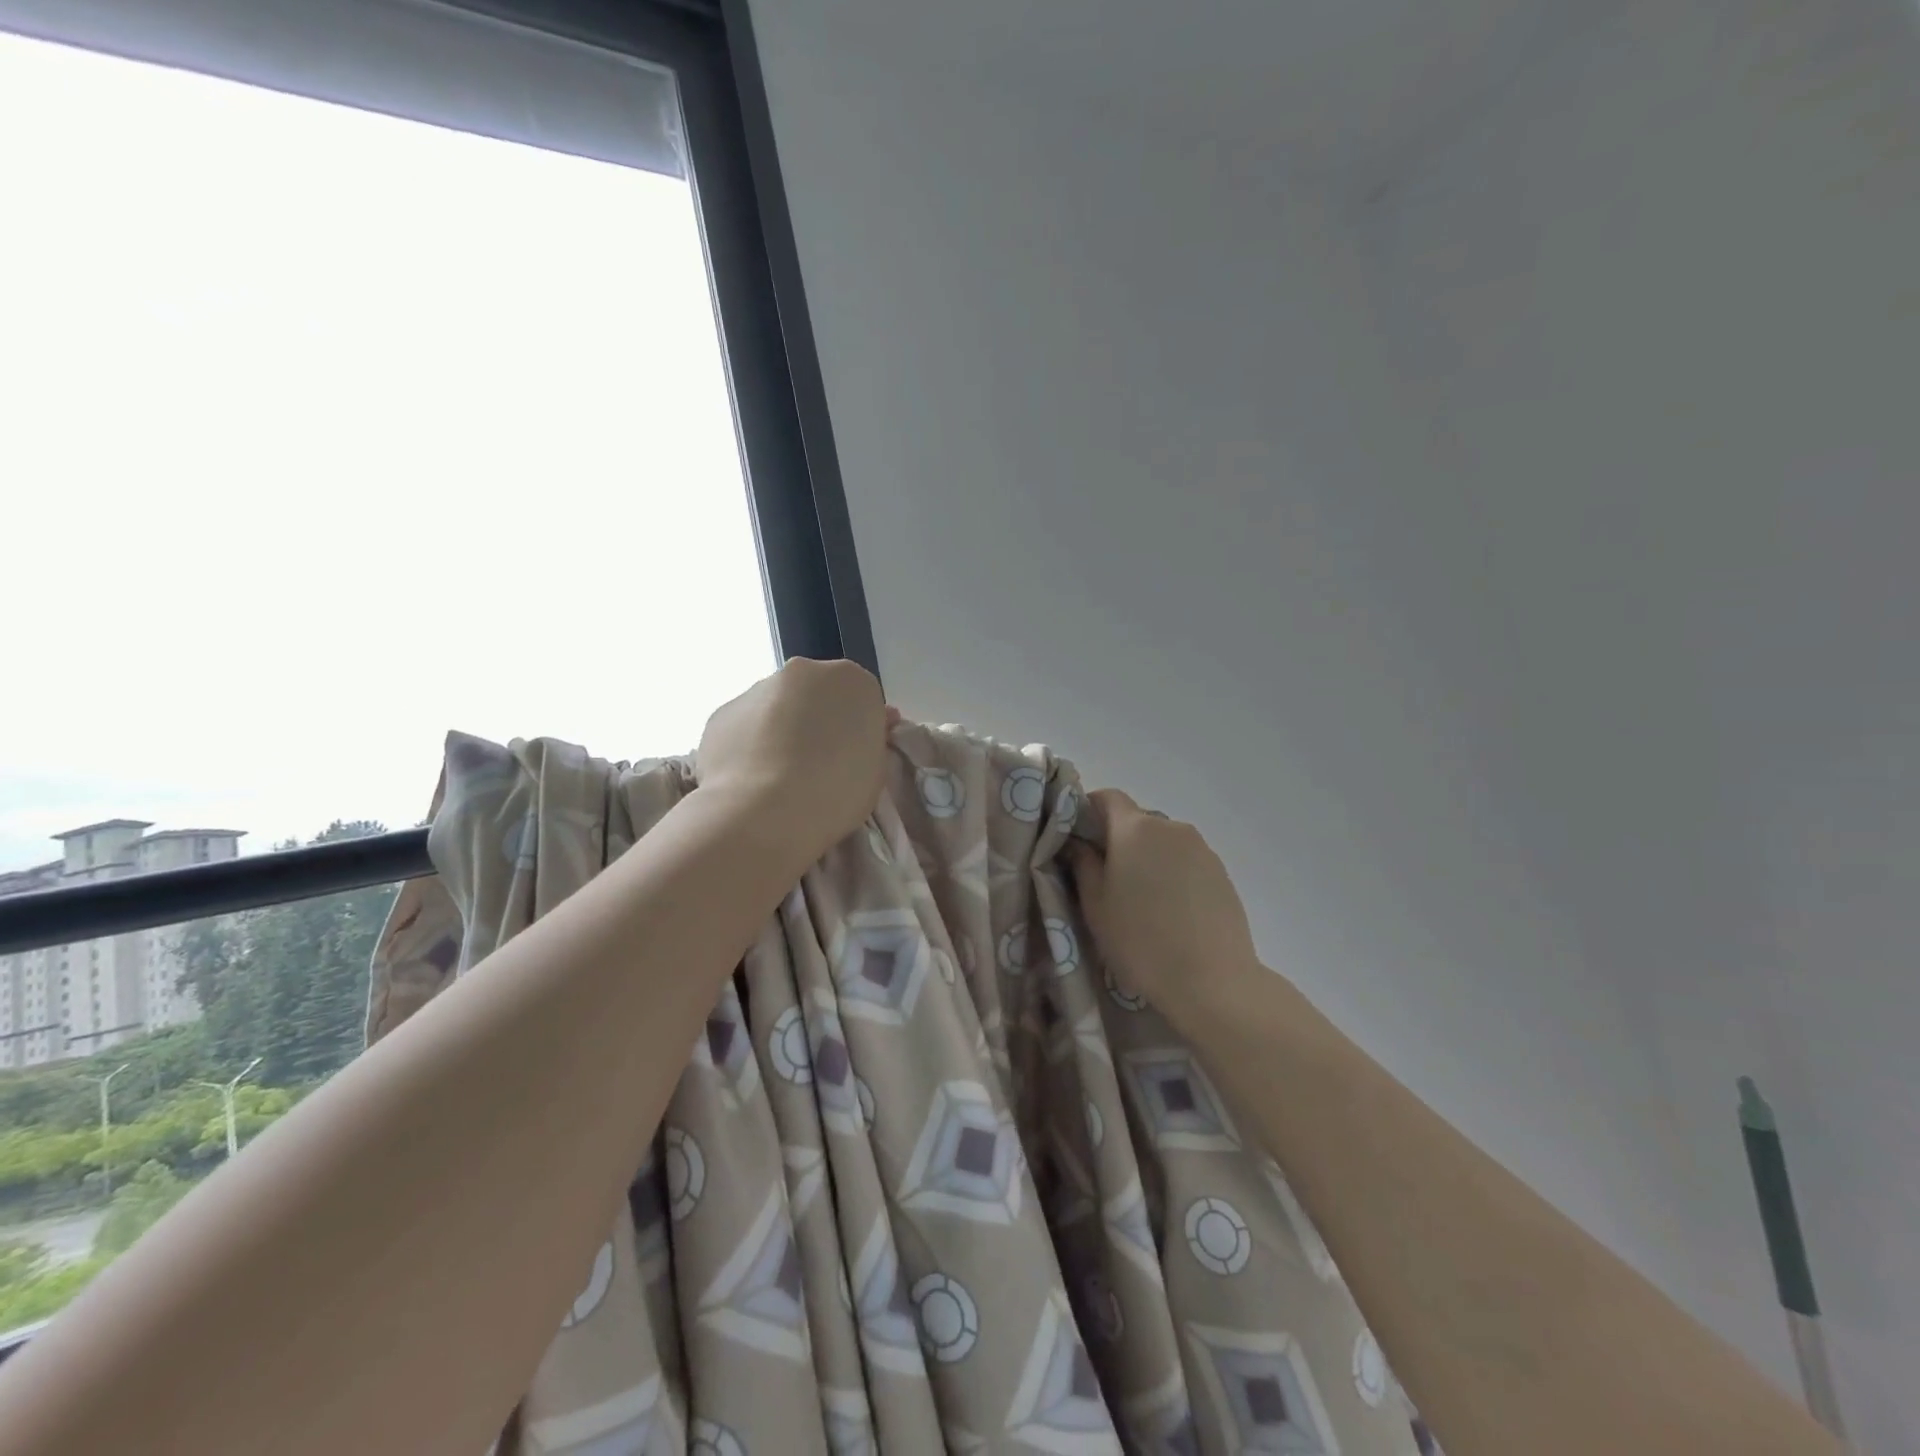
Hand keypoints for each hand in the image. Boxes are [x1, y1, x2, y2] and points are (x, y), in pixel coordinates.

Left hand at [695, 658, 892, 857]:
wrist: (765, 812)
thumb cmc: (836, 792)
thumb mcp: (875, 770)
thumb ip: (869, 741)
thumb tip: (867, 728)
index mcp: (853, 681)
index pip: (861, 701)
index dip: (857, 731)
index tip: (851, 760)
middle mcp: (804, 672)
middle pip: (816, 695)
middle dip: (816, 723)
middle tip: (816, 768)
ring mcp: (758, 688)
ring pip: (775, 708)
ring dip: (780, 732)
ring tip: (777, 779)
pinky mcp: (721, 712)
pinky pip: (743, 727)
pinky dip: (748, 746)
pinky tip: (750, 780)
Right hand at [1067, 789, 1262, 1025]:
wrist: (1212, 982)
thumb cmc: (1140, 941)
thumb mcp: (1095, 906)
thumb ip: (1083, 865)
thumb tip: (1078, 844)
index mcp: (1135, 828)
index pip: (1107, 797)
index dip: (1088, 811)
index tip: (1078, 840)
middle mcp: (1171, 827)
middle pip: (1136, 820)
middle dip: (1117, 840)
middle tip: (1106, 878)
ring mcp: (1202, 849)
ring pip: (1162, 842)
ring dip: (1147, 858)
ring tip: (1141, 900)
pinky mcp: (1221, 872)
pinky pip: (1186, 861)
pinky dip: (1172, 874)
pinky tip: (1170, 911)